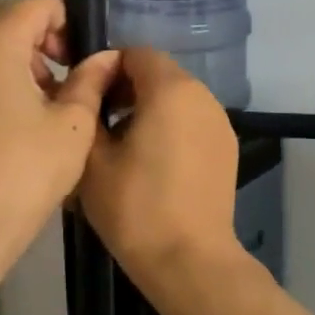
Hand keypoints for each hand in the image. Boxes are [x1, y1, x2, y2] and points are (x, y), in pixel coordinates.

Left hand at [0, 0, 119, 263]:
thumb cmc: (27, 170)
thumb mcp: (73, 123)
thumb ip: (91, 79)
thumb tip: (107, 57)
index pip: (38, 4)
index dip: (69, 22)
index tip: (85, 58)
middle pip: (8, 16)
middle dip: (42, 33)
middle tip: (68, 71)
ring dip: (19, 52)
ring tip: (46, 95)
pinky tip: (16, 113)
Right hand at [78, 48, 241, 286]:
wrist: (189, 260)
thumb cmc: (135, 206)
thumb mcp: (92, 158)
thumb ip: (88, 110)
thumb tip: (91, 91)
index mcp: (171, 90)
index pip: (136, 53)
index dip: (107, 67)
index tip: (86, 97)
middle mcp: (202, 96)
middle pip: (160, 73)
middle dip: (127, 88)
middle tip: (98, 121)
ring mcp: (220, 122)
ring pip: (177, 98)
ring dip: (148, 108)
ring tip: (122, 145)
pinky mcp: (227, 148)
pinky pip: (192, 121)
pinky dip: (170, 127)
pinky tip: (151, 163)